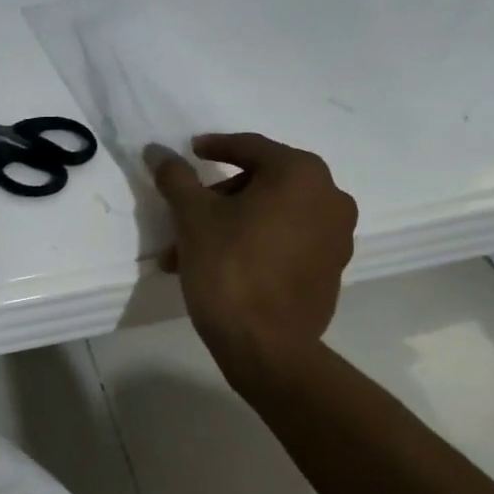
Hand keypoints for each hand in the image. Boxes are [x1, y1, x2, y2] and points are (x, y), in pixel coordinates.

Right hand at [149, 133, 357, 378]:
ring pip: (272, 216)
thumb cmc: (229, 268)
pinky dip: (257, 244)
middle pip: (262, 183)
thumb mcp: (193, 217)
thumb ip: (176, 177)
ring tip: (191, 253)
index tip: (191, 152)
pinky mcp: (332, 269)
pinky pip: (288, 242)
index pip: (250, 148)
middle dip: (218, 199)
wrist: (266, 346)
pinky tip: (223, 267)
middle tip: (184, 217)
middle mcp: (330, 197)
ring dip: (232, 225)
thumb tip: (156, 150)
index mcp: (300, 174)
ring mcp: (337, 236)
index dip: (215, 147)